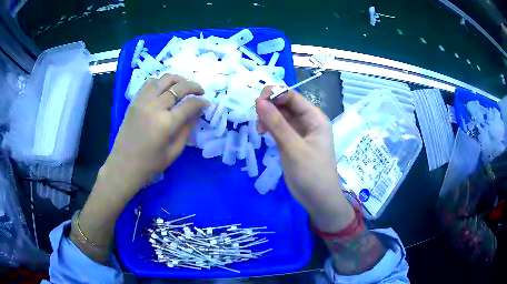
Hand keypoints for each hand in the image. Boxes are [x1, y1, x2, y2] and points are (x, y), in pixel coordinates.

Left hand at [107, 74, 205, 192]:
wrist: (123, 166)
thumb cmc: (150, 164)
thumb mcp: (174, 152)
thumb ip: (187, 130)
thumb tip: (197, 113)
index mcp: (166, 123)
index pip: (189, 104)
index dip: (201, 102)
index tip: (207, 103)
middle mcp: (155, 107)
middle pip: (179, 87)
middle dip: (193, 86)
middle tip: (200, 91)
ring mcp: (143, 101)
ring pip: (164, 79)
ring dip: (177, 79)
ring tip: (183, 85)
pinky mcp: (134, 101)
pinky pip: (149, 83)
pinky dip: (160, 81)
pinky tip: (164, 88)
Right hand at [255, 87, 353, 231]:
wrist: (318, 199)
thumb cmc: (311, 173)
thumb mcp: (294, 148)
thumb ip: (276, 124)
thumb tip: (258, 101)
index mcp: (315, 118)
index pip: (293, 97)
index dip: (275, 94)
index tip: (257, 101)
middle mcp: (308, 122)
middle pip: (286, 105)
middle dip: (270, 106)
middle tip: (255, 116)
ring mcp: (299, 133)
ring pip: (280, 116)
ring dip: (268, 117)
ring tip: (259, 128)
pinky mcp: (291, 143)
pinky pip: (279, 129)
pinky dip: (269, 128)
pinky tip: (262, 133)